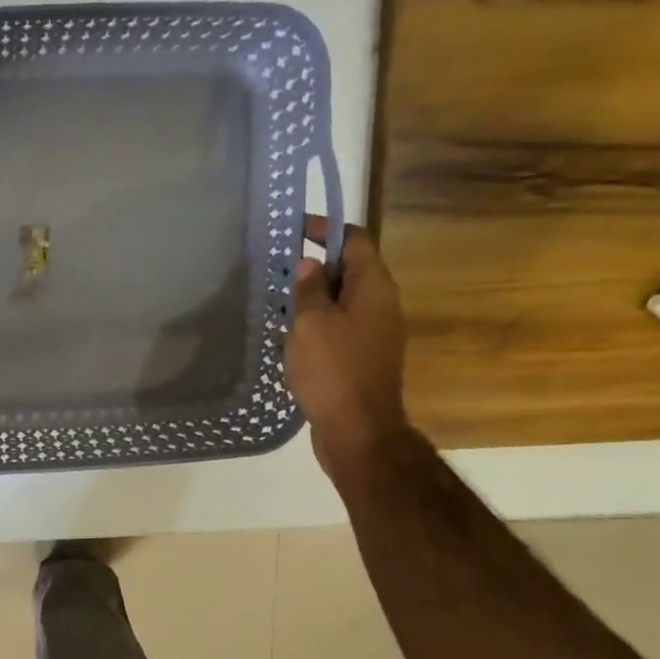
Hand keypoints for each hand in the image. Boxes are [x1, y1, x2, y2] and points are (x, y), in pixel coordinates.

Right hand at [285, 215, 411, 477]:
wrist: (358, 430)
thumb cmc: (333, 369)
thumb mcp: (310, 323)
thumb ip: (309, 289)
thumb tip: (309, 264)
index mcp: (373, 287)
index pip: (355, 240)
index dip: (326, 229)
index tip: (294, 229)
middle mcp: (381, 304)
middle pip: (350, 269)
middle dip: (315, 265)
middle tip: (278, 269)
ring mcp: (376, 334)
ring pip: (344, 301)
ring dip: (314, 298)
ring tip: (278, 302)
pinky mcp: (364, 359)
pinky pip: (340, 328)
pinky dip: (318, 324)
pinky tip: (291, 336)